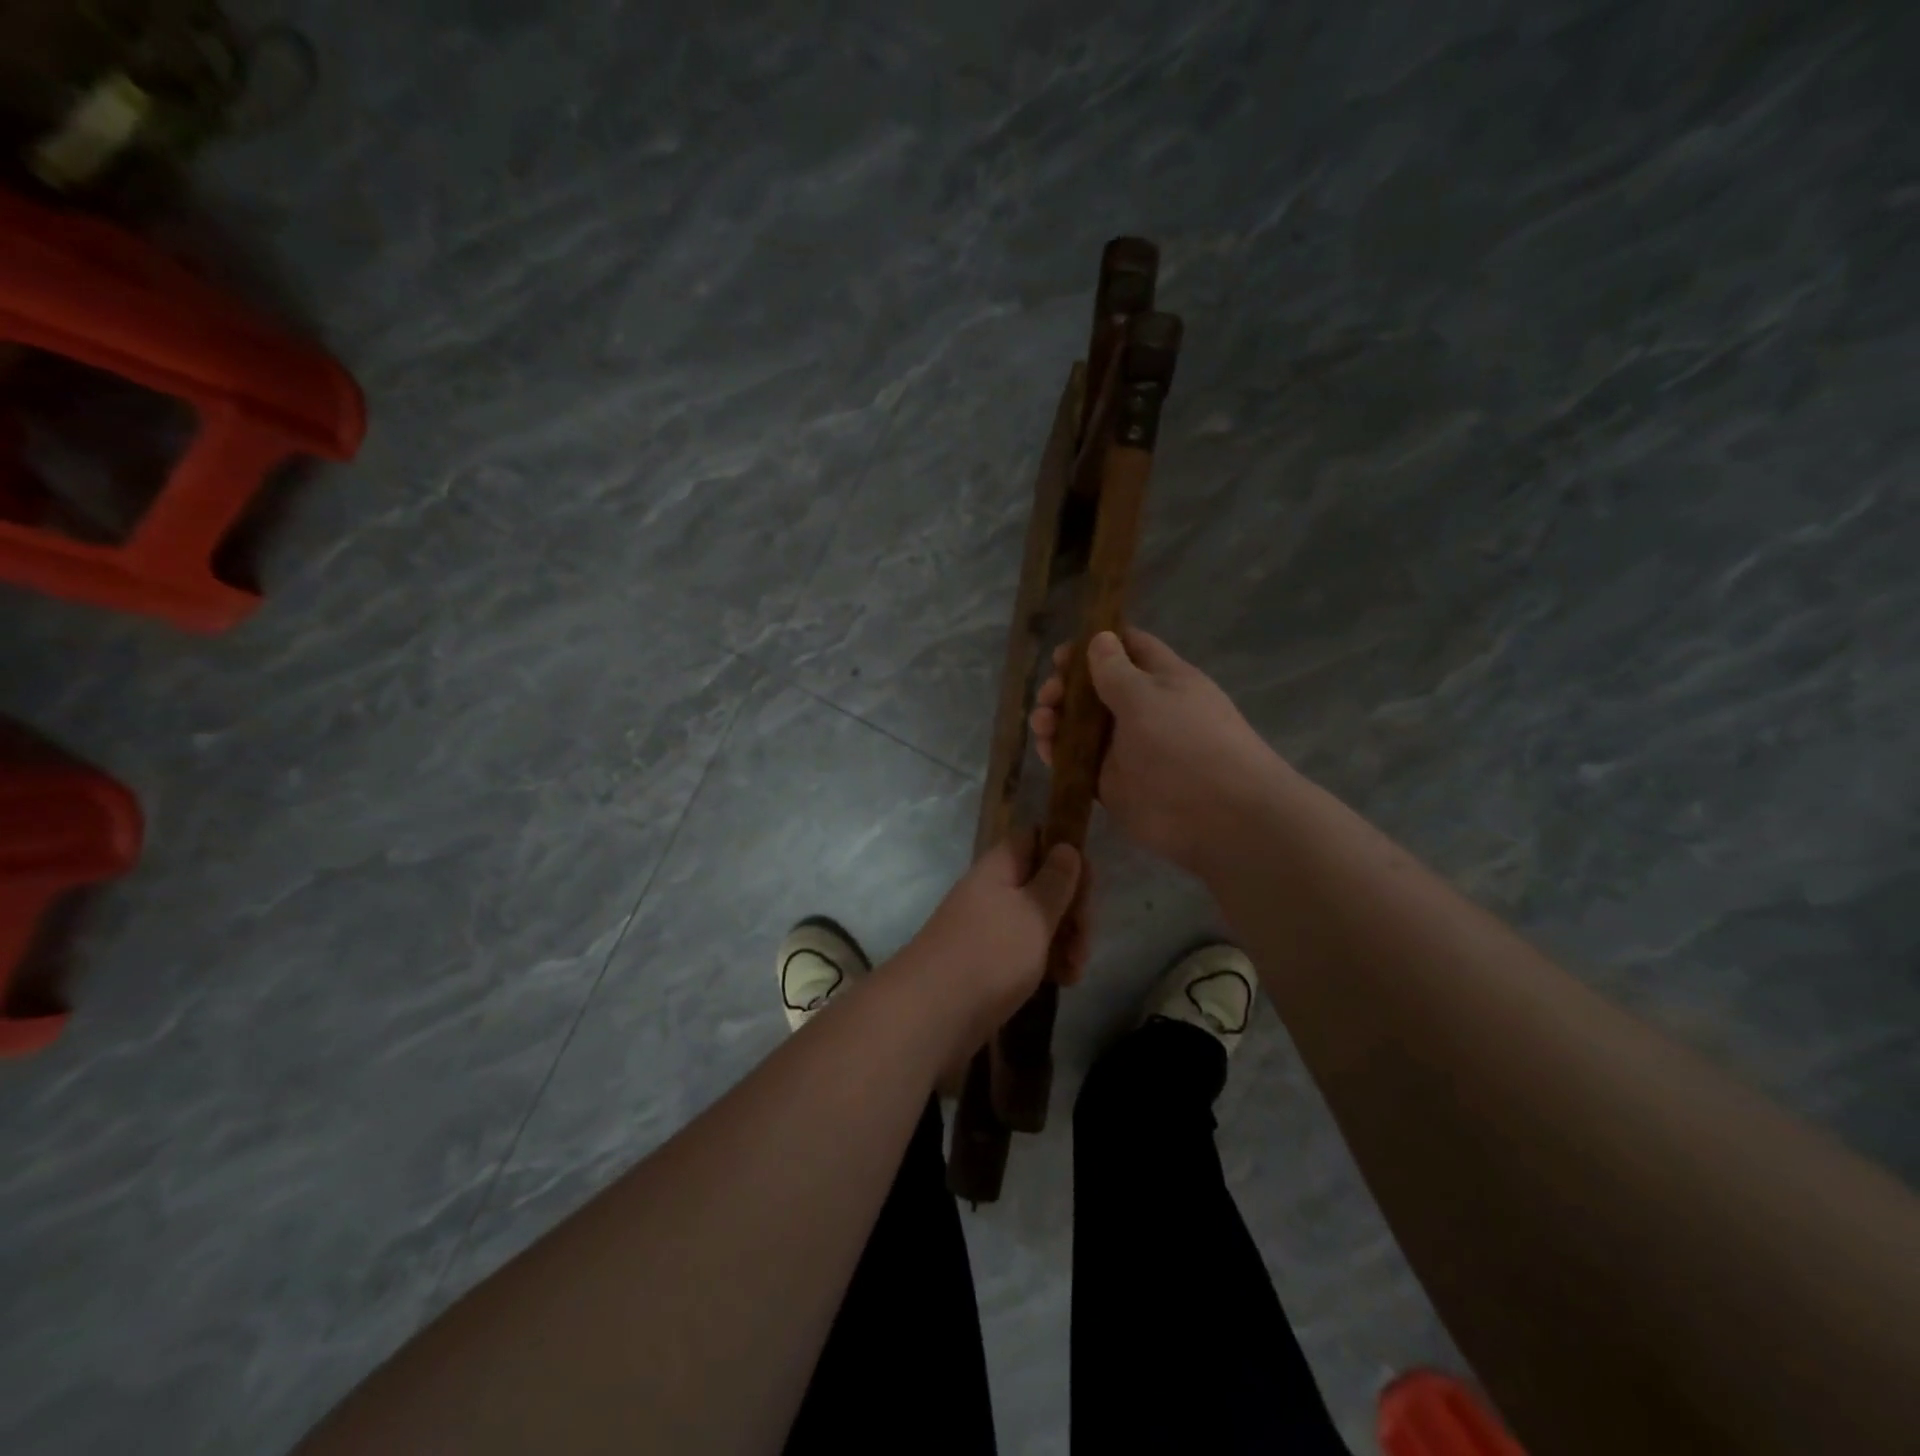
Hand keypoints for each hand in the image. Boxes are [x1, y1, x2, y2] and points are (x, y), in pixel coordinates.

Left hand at [898, 831, 1086, 1059]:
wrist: (933, 1013)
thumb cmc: (991, 953)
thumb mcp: (1034, 913)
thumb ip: (1056, 880)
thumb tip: (1066, 846)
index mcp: (999, 867)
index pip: (1035, 838)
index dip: (1065, 853)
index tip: (1088, 883)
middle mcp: (992, 891)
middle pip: (1042, 883)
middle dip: (1072, 908)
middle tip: (1085, 938)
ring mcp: (989, 926)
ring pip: (1038, 920)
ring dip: (1065, 940)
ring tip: (1075, 971)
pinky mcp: (989, 961)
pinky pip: (1026, 949)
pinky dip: (1047, 961)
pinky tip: (1063, 981)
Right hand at [1030, 628, 1284, 874]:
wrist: (1218, 817)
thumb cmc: (1186, 743)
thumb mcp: (1147, 697)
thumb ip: (1115, 670)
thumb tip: (1099, 637)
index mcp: (1162, 679)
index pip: (1128, 648)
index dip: (1094, 645)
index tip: (1061, 655)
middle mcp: (1142, 709)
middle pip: (1096, 688)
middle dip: (1067, 686)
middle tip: (1049, 694)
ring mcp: (1126, 747)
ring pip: (1082, 725)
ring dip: (1057, 718)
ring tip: (1042, 722)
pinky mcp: (1111, 781)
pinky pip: (1078, 761)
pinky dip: (1058, 753)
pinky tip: (1044, 748)